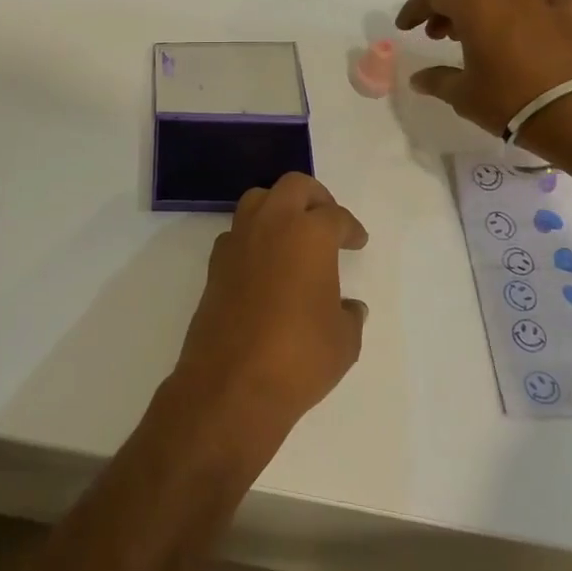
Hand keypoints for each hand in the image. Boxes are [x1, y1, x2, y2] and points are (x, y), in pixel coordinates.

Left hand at [172, 173, 368, 445]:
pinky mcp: (215, 265)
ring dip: (278, 208)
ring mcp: (237, 242)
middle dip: (315, 197)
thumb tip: (348, 307)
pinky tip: (265, 263)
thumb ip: (349, 315)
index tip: (357, 241)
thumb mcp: (344, 340)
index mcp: (309, 234)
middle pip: (293, 186)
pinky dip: (254, 237)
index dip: (351, 228)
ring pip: (258, 200)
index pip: (335, 216)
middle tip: (327, 220)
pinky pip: (237, 233)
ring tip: (294, 235)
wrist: (232, 384)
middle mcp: (271, 226)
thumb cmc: (299, 356)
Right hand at [396, 0, 571, 136]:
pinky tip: (535, 21)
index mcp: (476, 6)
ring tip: (477, 34)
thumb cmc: (508, 100)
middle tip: (439, 33)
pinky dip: (540, 5)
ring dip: (484, 4)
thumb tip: (419, 78)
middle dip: (448, 1)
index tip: (406, 28)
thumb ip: (437, 81)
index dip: (416, 6)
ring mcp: (543, 3)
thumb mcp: (462, 95)